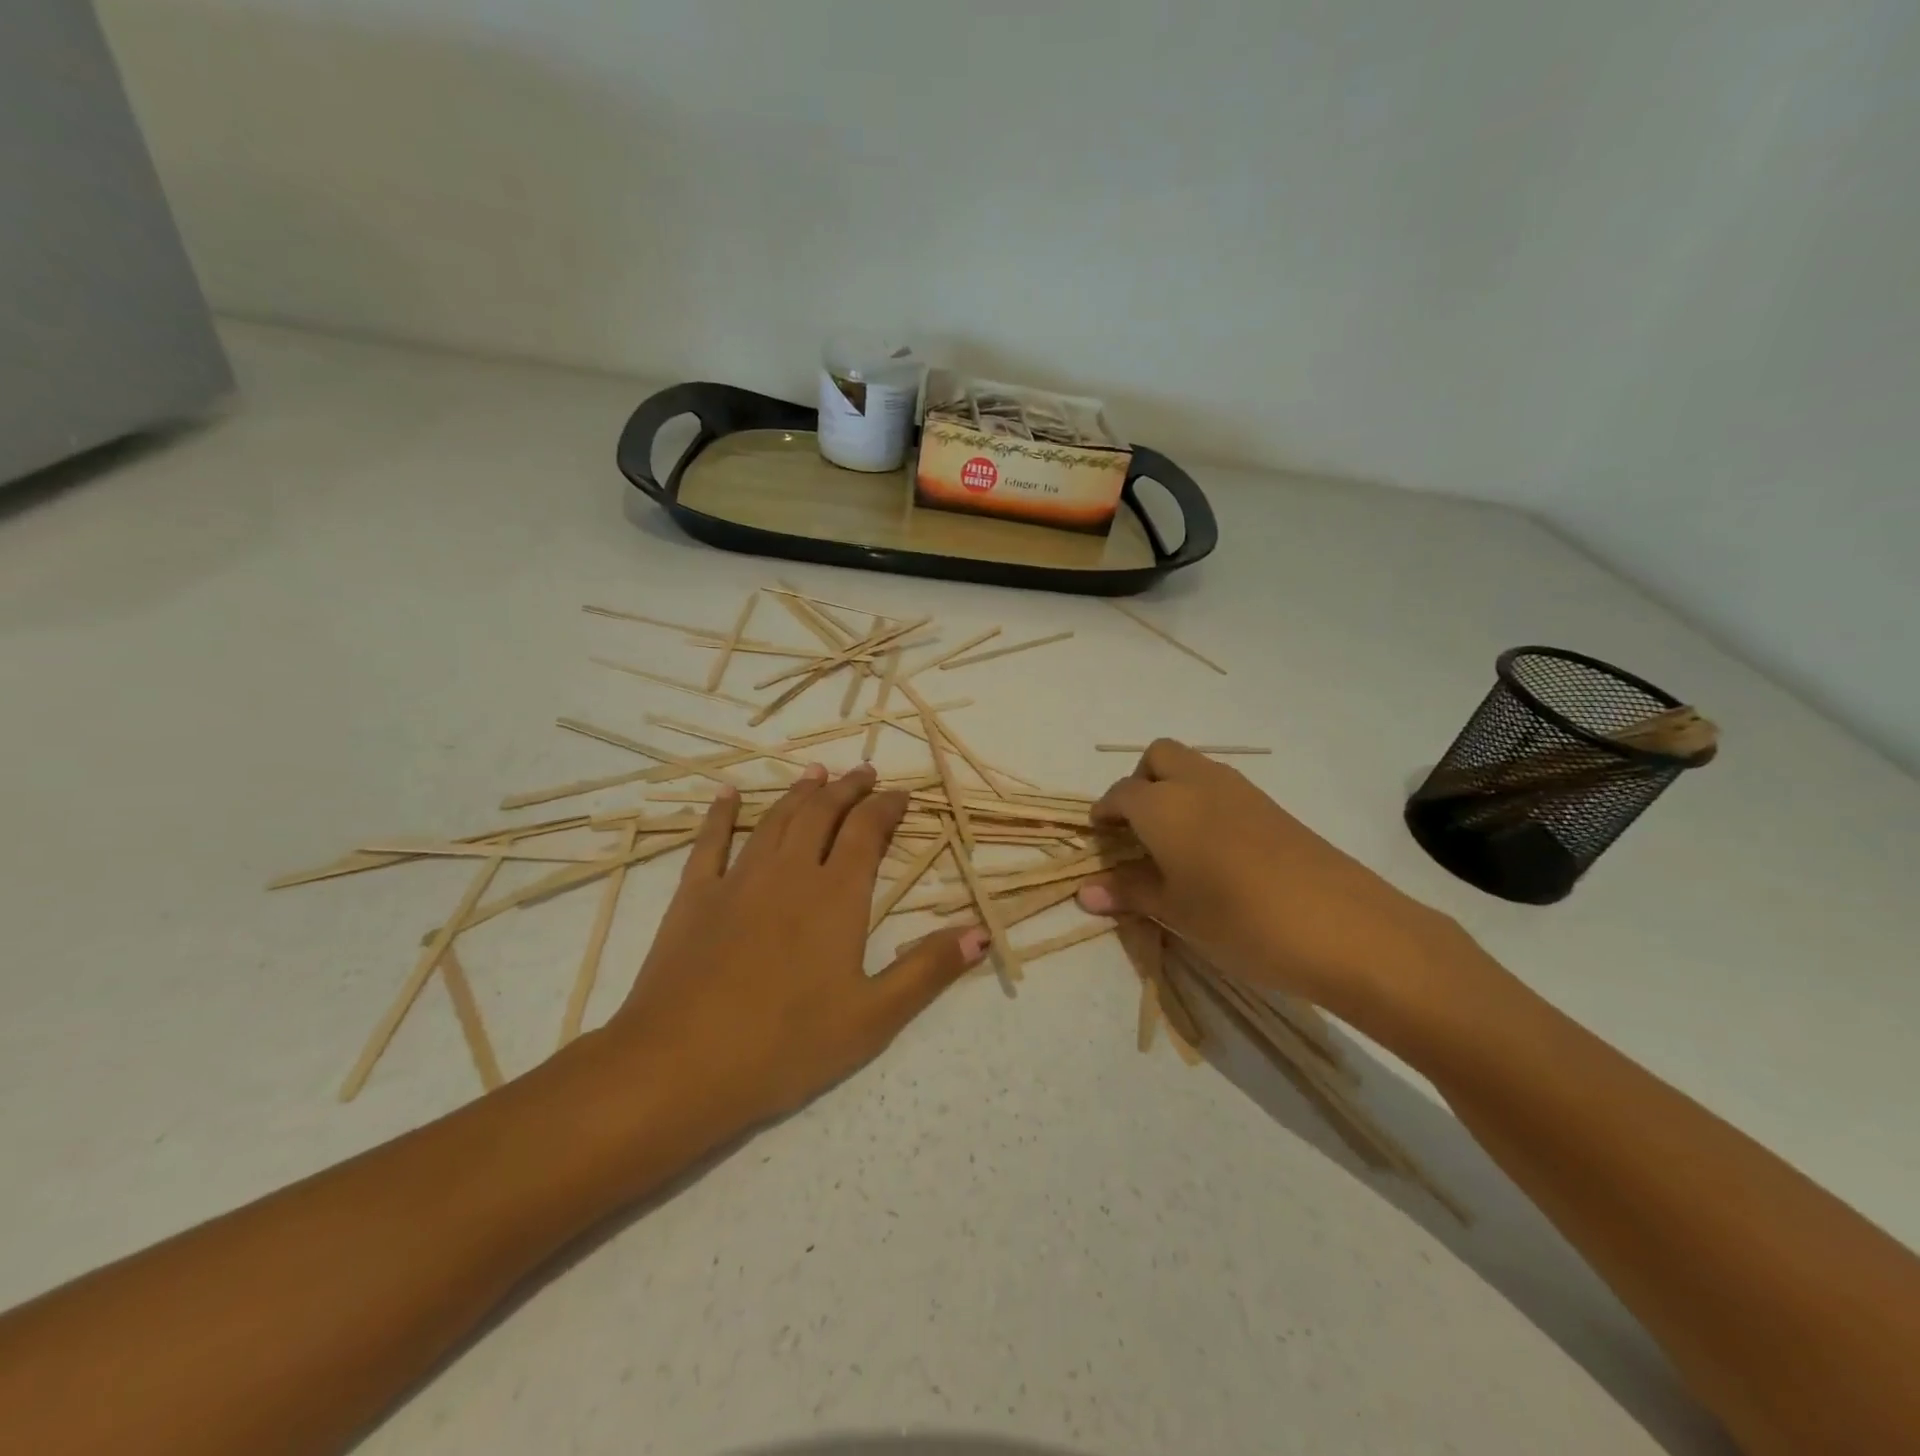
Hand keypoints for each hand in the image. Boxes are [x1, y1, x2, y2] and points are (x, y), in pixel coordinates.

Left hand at [604, 763, 986, 1134]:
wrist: (679, 1066)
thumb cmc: (785, 1045)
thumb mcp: (872, 1018)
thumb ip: (928, 970)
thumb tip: (981, 932)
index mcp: (836, 896)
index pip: (867, 832)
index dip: (886, 807)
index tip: (901, 795)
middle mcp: (789, 873)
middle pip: (822, 814)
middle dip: (847, 789)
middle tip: (863, 773)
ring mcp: (737, 880)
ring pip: (774, 819)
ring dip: (799, 792)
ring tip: (816, 774)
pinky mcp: (694, 897)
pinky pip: (710, 842)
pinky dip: (721, 814)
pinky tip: (727, 795)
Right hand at [1077, 740, 1463, 1019]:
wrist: (1343, 926)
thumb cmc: (1239, 918)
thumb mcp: (1175, 911)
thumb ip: (1129, 892)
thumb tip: (1084, 892)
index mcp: (1163, 804)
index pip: (1120, 794)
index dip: (1105, 813)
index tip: (1101, 838)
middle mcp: (1197, 782)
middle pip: (1157, 757)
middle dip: (1139, 782)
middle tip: (1138, 829)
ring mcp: (1240, 790)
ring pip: (1193, 767)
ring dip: (1173, 789)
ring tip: (1174, 843)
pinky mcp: (1272, 806)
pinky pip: (1222, 787)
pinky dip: (1204, 802)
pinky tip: (1215, 850)